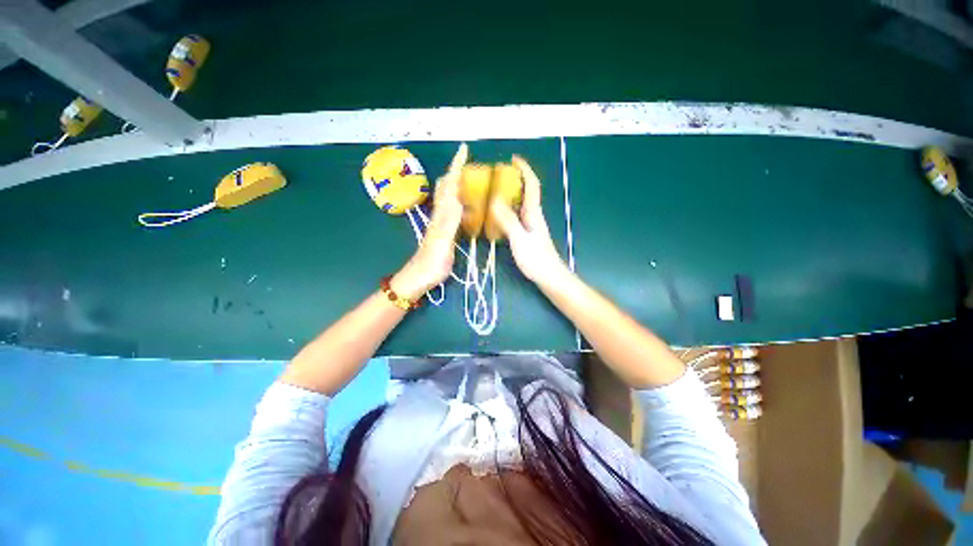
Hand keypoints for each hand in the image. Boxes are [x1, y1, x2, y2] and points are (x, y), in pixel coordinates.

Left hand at [391, 143, 467, 299]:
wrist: (418, 278)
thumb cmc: (430, 264)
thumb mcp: (442, 243)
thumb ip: (449, 223)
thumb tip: (458, 200)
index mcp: (441, 216)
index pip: (449, 186)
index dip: (455, 167)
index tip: (464, 150)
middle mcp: (440, 215)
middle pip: (446, 187)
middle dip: (456, 171)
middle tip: (470, 162)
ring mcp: (440, 223)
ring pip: (448, 197)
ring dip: (458, 184)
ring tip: (471, 178)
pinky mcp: (443, 231)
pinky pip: (452, 210)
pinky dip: (459, 201)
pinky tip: (465, 204)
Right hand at [490, 155, 569, 284]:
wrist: (549, 276)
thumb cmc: (536, 259)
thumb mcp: (519, 239)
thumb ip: (508, 220)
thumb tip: (495, 200)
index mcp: (533, 213)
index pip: (531, 185)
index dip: (524, 170)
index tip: (513, 159)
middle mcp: (534, 215)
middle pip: (527, 191)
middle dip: (516, 179)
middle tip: (498, 176)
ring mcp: (532, 224)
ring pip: (522, 203)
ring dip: (511, 194)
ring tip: (494, 191)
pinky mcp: (528, 233)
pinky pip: (518, 215)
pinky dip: (508, 209)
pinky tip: (499, 215)